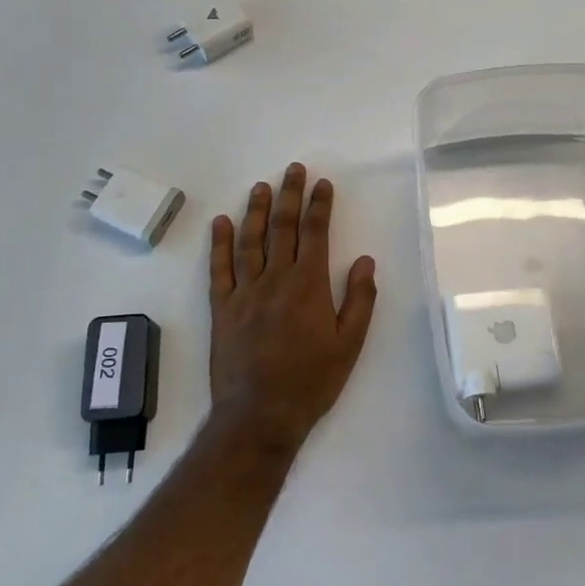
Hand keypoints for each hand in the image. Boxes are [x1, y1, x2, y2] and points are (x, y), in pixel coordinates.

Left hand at [208, 163, 377, 453]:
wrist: (260, 415)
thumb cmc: (311, 381)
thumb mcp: (350, 345)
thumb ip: (359, 300)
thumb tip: (365, 260)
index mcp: (309, 286)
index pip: (316, 233)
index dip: (319, 205)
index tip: (322, 184)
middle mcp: (276, 280)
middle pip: (283, 228)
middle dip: (289, 196)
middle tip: (293, 170)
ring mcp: (244, 292)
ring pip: (250, 241)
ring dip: (256, 211)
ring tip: (260, 186)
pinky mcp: (222, 309)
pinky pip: (219, 269)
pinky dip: (219, 244)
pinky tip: (221, 223)